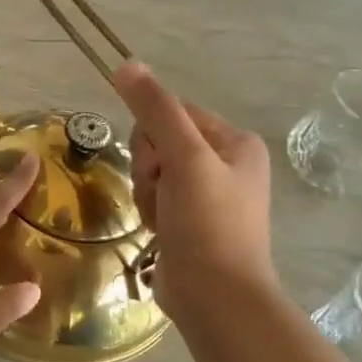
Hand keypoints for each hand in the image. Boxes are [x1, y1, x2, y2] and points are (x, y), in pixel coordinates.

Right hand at [114, 61, 276, 324]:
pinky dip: (150, 211)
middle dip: (149, 168)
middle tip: (162, 194)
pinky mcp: (191, 221)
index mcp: (235, 141)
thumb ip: (155, 109)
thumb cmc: (207, 223)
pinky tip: (159, 231)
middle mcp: (226, 163)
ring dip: (146, 193)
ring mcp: (208, 194)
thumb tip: (126, 63)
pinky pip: (156, 197)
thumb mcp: (183, 158)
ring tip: (161, 219)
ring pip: (152, 171)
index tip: (160, 166)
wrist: (216, 298)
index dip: (153, 137)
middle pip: (159, 142)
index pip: (172, 113)